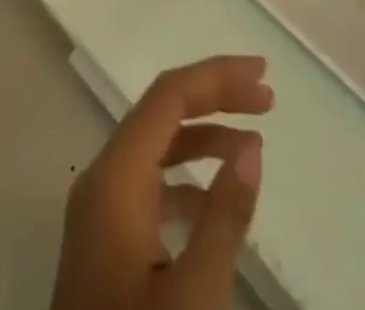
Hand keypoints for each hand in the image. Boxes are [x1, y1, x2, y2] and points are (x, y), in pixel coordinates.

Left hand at [52, 55, 272, 309]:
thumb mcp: (194, 295)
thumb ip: (225, 215)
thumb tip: (252, 144)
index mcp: (114, 177)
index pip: (168, 96)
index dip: (216, 77)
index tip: (264, 76)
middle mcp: (101, 179)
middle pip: (160, 111)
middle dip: (214, 97)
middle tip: (266, 99)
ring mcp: (98, 209)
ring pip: (154, 145)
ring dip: (203, 134)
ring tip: (252, 141)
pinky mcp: (103, 239)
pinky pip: (148, 181)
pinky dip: (185, 174)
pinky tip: (215, 197)